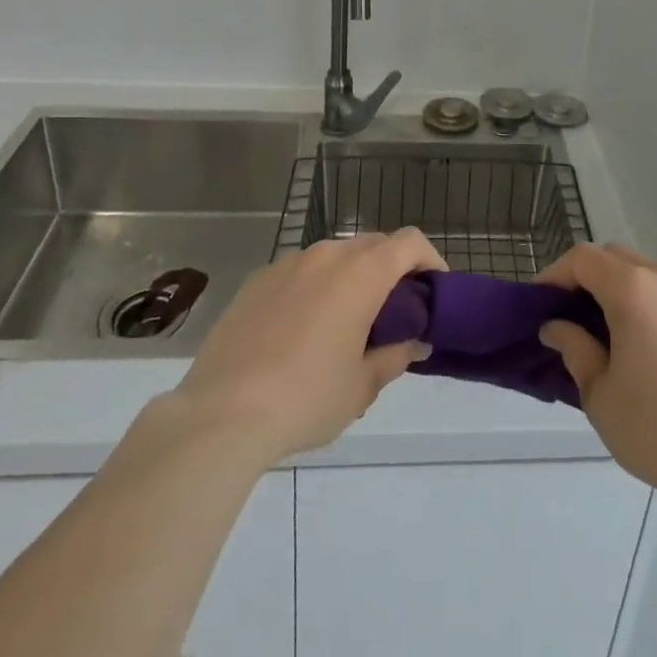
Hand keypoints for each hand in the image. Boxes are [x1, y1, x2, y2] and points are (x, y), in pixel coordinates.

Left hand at [167, 230, 445, 465]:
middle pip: (374, 245)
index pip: (410, 243)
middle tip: (395, 312)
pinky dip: (315, 287)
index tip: (435, 290)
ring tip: (346, 321)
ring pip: (335, 256)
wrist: (221, 414)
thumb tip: (415, 342)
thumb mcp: (361, 386)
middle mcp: (327, 255)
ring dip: (352, 277)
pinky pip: (300, 271)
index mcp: (361, 273)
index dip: (430, 259)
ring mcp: (288, 263)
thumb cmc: (306, 398)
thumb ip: (395, 356)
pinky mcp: (257, 279)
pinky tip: (302, 329)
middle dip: (392, 270)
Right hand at [537, 243, 656, 513]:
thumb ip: (574, 347)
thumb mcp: (598, 393)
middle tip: (574, 314)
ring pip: (652, 275)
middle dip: (591, 278)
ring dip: (628, 291)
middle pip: (618, 259)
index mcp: (634, 289)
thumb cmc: (654, 429)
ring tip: (618, 333)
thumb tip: (557, 327)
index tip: (542, 301)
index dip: (556, 274)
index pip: (584, 259)